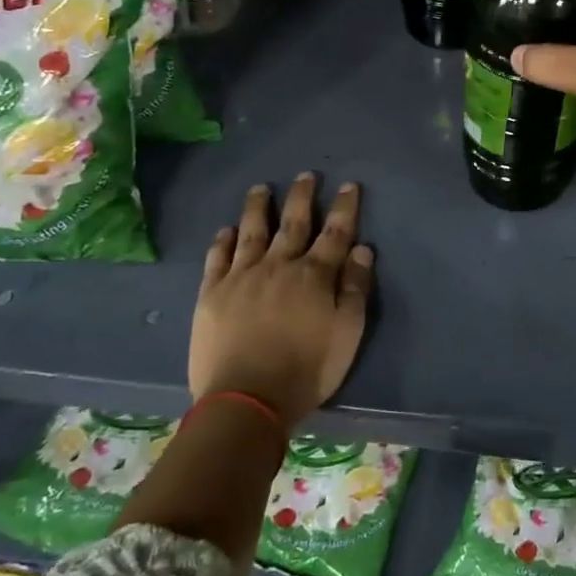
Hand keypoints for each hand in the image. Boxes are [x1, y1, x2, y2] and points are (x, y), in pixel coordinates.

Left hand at [188, 174, 374, 423]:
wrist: (246, 399)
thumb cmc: (307, 369)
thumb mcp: (348, 332)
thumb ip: (356, 288)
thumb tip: (363, 249)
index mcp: (315, 275)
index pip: (335, 232)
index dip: (344, 207)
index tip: (348, 186)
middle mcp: (279, 265)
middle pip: (293, 223)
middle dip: (302, 196)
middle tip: (305, 175)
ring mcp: (242, 276)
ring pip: (252, 231)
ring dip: (258, 207)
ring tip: (260, 188)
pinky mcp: (212, 293)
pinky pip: (218, 257)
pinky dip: (223, 240)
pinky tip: (227, 230)